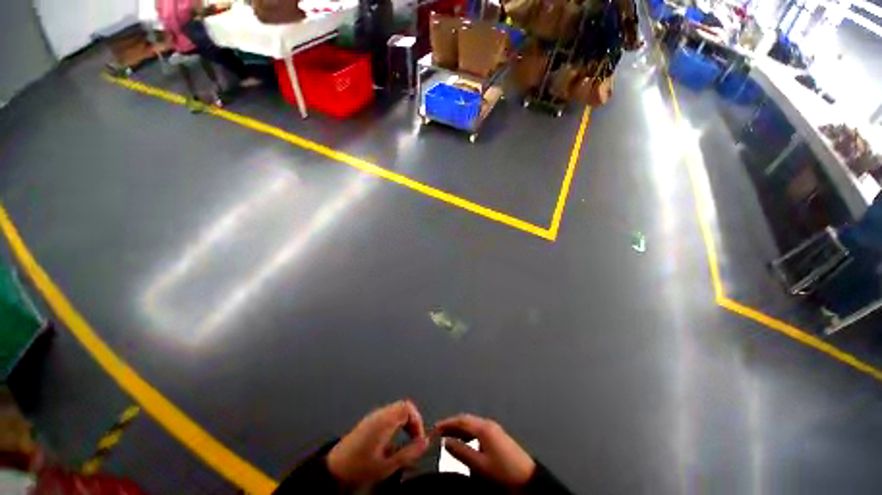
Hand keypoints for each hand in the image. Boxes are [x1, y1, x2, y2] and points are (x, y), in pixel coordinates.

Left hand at [327, 400, 429, 485]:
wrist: (333, 469)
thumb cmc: (359, 467)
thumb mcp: (387, 465)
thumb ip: (409, 453)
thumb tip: (425, 443)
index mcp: (384, 421)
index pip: (408, 407)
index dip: (418, 420)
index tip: (419, 438)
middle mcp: (379, 414)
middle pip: (403, 406)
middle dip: (413, 421)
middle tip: (415, 439)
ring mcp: (373, 417)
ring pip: (396, 410)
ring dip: (405, 422)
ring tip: (406, 441)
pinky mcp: (369, 422)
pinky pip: (388, 415)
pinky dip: (396, 423)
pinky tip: (393, 441)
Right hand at [434, 414, 535, 486]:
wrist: (529, 479)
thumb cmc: (503, 473)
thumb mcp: (480, 466)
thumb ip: (461, 452)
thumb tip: (445, 441)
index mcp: (483, 428)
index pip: (461, 420)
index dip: (446, 423)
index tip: (433, 429)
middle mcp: (487, 424)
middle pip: (466, 420)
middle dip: (451, 424)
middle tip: (437, 433)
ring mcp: (494, 429)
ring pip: (472, 424)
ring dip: (459, 428)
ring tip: (447, 437)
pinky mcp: (497, 436)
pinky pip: (477, 429)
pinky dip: (467, 433)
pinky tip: (464, 442)